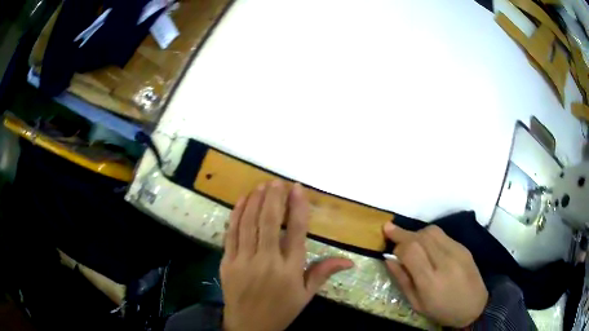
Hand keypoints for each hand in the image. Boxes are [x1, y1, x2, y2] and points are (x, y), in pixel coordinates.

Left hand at [221, 180, 353, 330]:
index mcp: (290, 270)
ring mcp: (244, 261)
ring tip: (261, 186)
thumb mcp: (306, 295)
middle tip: (277, 181)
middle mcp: (267, 262)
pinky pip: (231, 234)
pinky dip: (236, 215)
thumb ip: (324, 273)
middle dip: (273, 198)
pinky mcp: (227, 262)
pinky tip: (241, 201)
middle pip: (269, 222)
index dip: (297, 207)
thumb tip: (349, 261)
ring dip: (255, 201)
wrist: (249, 325)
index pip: (295, 232)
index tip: (297, 189)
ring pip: (249, 224)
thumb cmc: (281, 310)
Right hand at [383, 223, 487, 327]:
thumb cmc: (441, 310)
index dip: (397, 244)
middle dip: (402, 232)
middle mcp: (445, 261)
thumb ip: (402, 280)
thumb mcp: (416, 303)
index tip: (390, 246)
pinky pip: (443, 235)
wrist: (473, 306)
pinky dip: (429, 236)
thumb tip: (389, 259)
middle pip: (420, 236)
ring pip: (432, 231)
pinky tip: (426, 245)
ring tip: (408, 240)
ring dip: (416, 232)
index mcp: (430, 280)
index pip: (410, 250)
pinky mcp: (463, 247)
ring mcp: (457, 251)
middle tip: (390, 231)